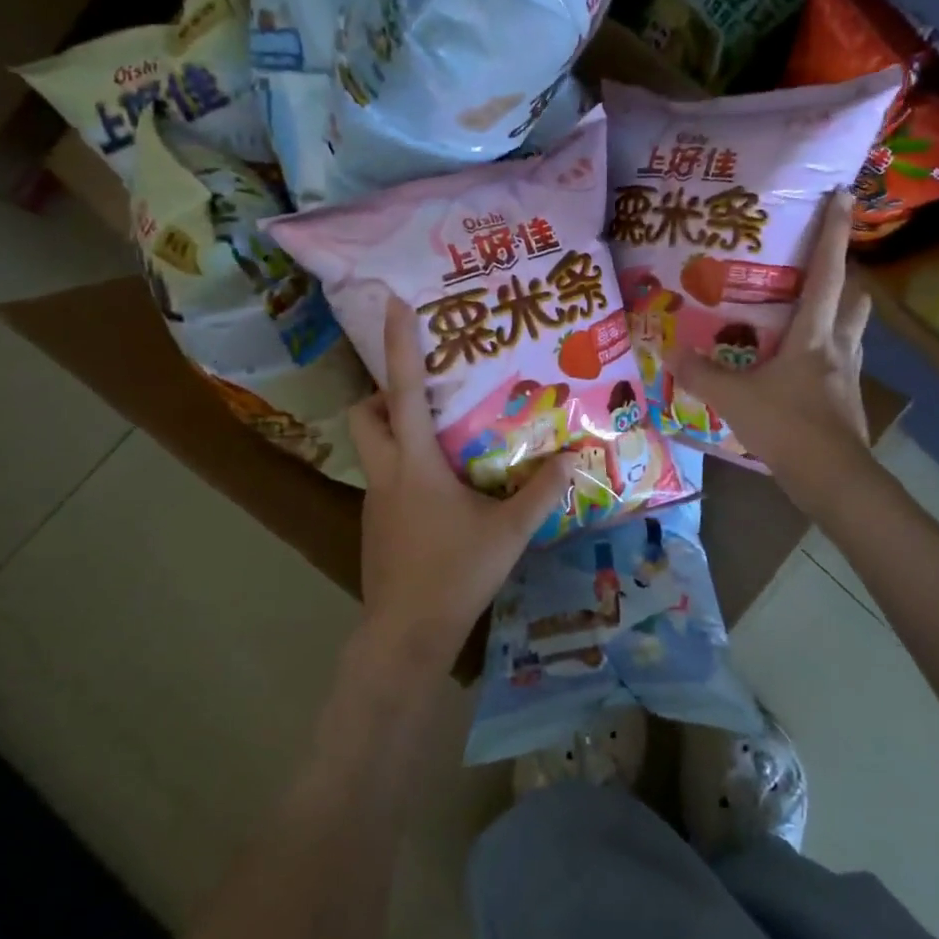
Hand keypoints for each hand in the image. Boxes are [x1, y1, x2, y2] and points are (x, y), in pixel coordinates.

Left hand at [348, 297, 573, 668]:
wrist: (406, 634)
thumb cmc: (456, 574)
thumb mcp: (508, 532)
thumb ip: (541, 493)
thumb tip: (575, 459)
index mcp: (413, 464)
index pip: (401, 391)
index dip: (397, 345)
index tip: (393, 304)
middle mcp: (385, 474)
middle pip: (363, 415)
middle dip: (382, 395)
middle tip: (426, 398)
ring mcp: (374, 501)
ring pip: (372, 449)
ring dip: (394, 434)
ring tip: (441, 442)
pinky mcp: (374, 525)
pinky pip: (384, 479)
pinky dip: (403, 470)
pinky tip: (439, 494)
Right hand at [666, 190, 878, 510]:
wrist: (833, 479)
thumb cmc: (788, 427)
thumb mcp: (734, 399)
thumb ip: (701, 374)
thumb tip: (668, 351)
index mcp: (814, 335)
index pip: (828, 272)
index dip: (834, 232)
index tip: (843, 196)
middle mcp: (838, 347)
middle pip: (856, 299)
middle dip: (845, 278)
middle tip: (817, 271)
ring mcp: (848, 376)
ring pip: (853, 332)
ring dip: (837, 317)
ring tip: (806, 317)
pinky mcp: (846, 402)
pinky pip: (840, 365)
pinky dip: (825, 357)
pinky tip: (800, 370)